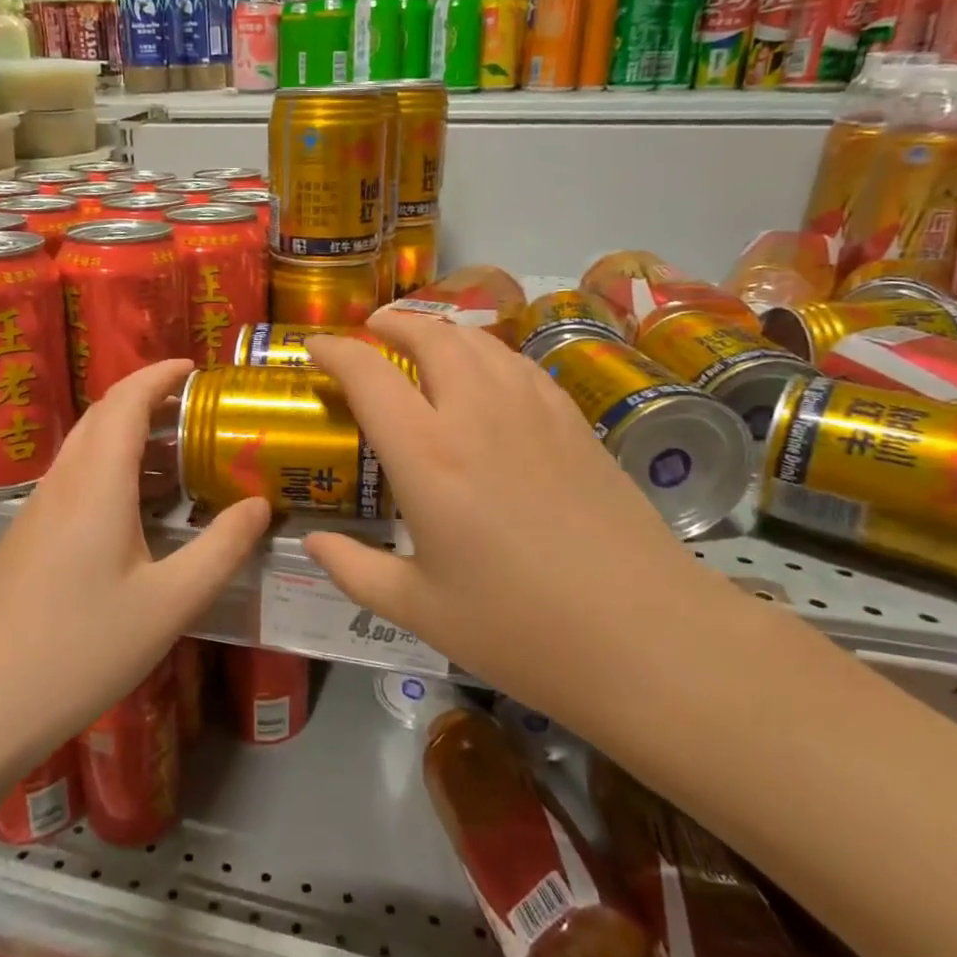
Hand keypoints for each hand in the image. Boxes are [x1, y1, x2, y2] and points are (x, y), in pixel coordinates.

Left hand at [0, 359, 269, 772]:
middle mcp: (61, 484)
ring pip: (85, 450)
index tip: (197, 368)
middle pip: (101, 416)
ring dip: (129, 437)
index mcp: (96, 484)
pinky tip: (138, 511)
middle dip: (149, 400)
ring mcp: (36, 512)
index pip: (124, 400)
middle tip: (200, 412)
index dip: (159, 374)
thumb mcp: (169, 603)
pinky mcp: (26, 539)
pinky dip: (112, 470)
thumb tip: (260, 504)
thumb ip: (220, 548)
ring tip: (180, 457)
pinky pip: (74, 481)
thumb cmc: (80, 650)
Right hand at [303, 313, 729, 723]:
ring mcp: (533, 409)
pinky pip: (519, 363)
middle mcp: (477, 413)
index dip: (334, 350)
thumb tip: (312, 542)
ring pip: (479, 341)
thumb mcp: (418, 609)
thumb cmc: (518, 628)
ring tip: (424, 344)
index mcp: (427, 455)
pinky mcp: (574, 420)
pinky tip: (486, 376)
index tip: (314, 347)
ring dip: (442, 331)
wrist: (645, 634)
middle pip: (430, 335)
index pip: (369, 374)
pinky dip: (487, 353)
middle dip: (393, 322)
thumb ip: (354, 569)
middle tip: (372, 329)